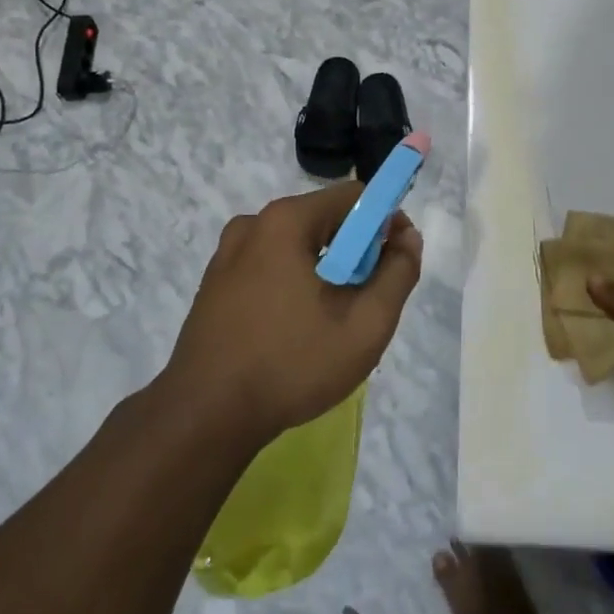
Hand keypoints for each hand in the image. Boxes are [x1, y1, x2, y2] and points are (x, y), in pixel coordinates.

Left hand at [165, 184, 423, 444]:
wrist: (205, 417)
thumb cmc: (291, 365)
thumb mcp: (365, 325)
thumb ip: (398, 273)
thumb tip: (407, 237)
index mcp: (286, 221)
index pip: (354, 196)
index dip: (385, 222)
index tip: (394, 263)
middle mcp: (253, 224)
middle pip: (325, 218)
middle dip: (355, 252)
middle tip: (365, 302)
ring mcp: (228, 253)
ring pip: (297, 244)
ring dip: (325, 270)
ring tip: (331, 322)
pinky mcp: (215, 281)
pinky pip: (270, 265)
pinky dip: (293, 283)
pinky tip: (295, 329)